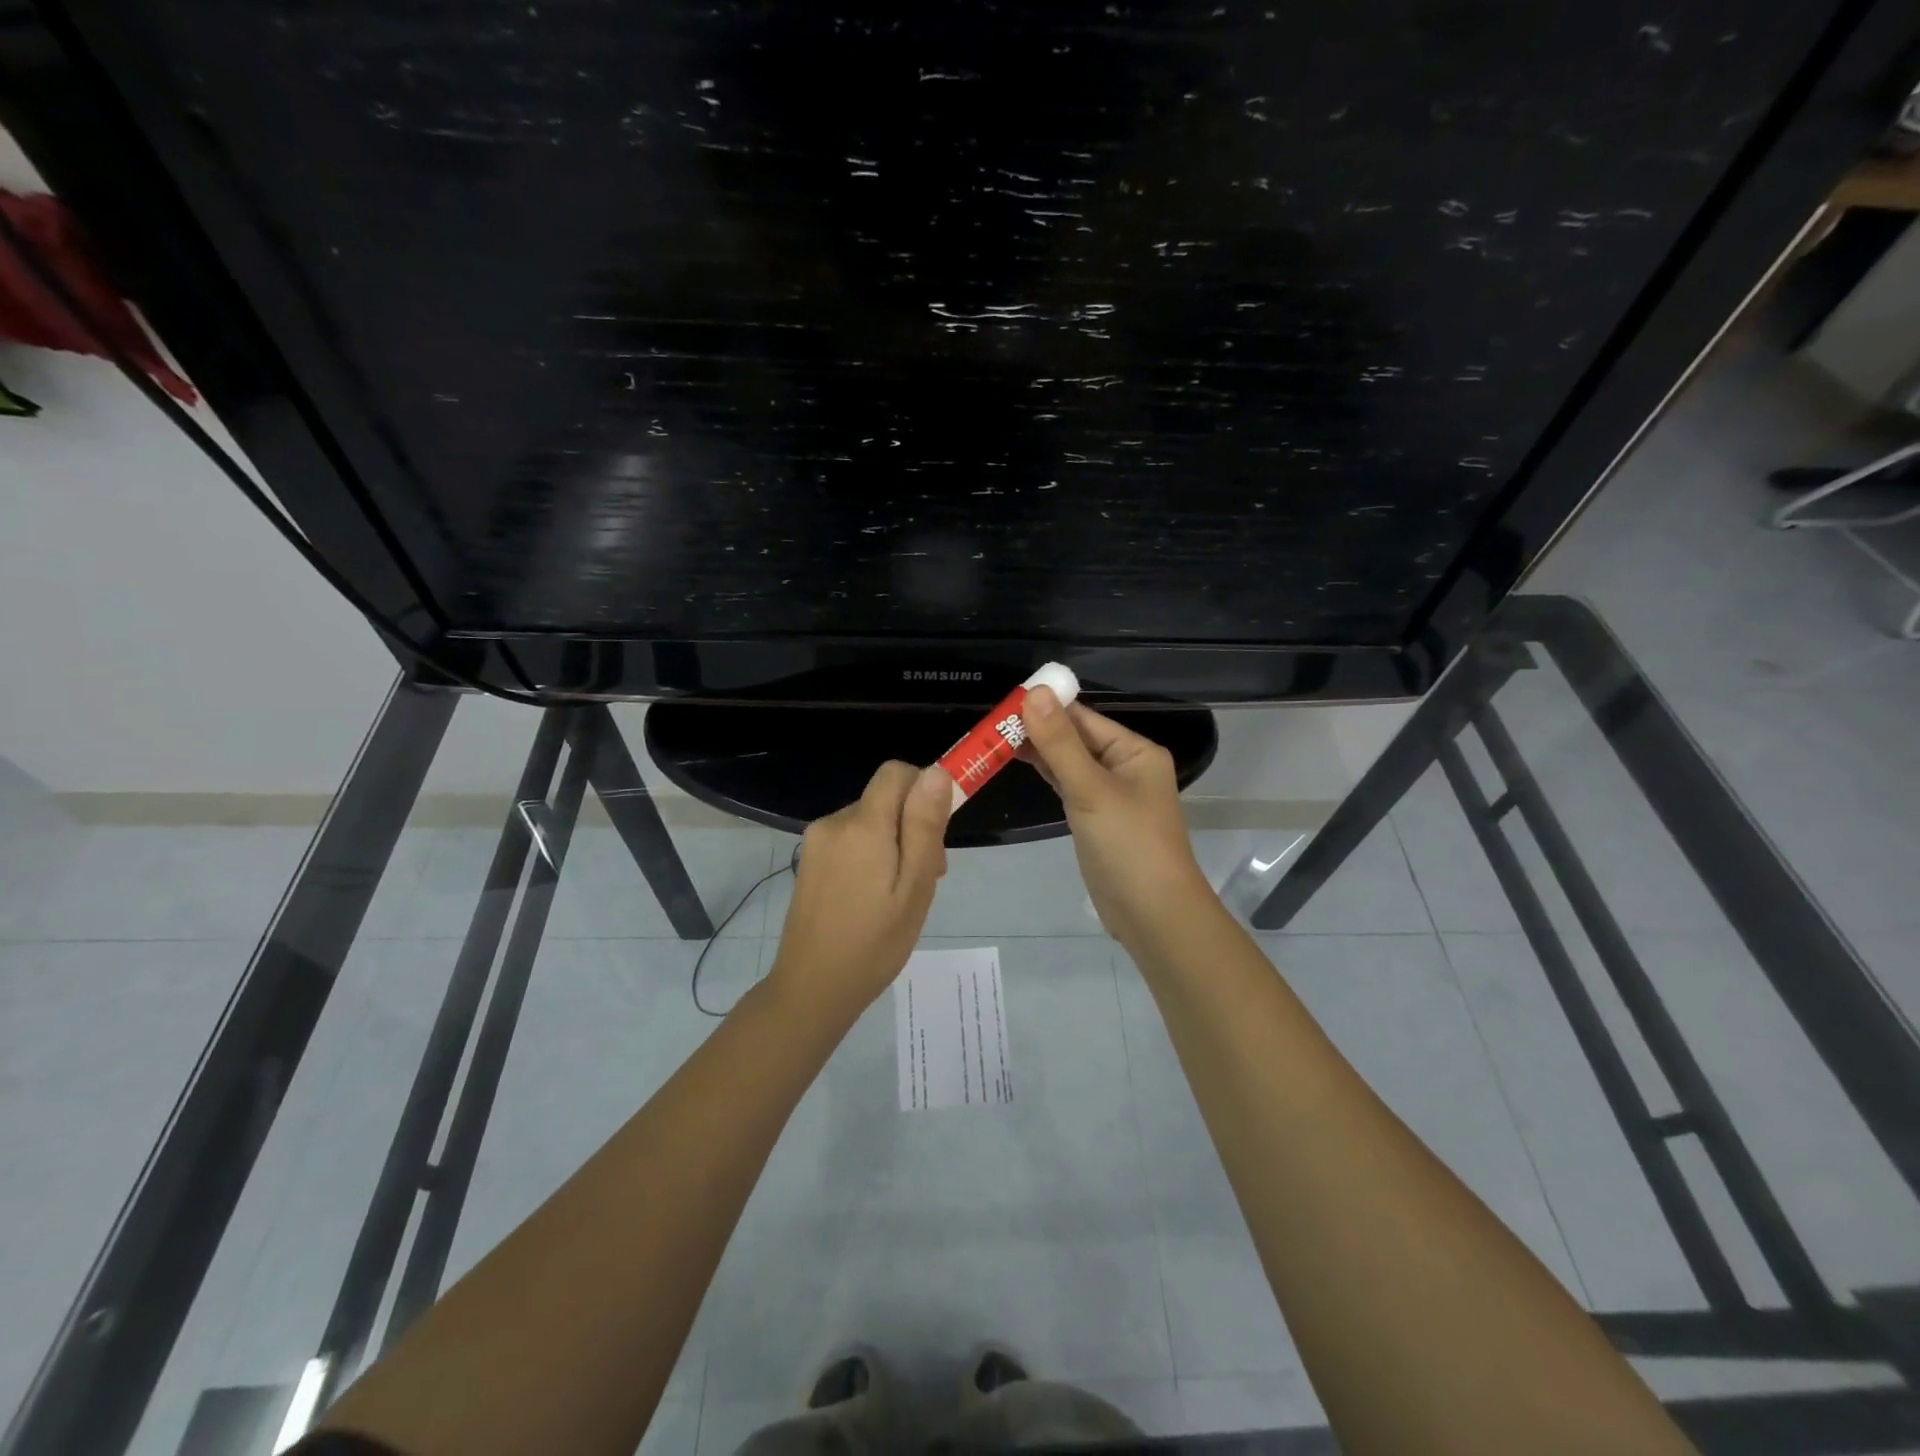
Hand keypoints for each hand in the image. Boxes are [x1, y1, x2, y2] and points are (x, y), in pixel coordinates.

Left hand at [768, 760, 950, 1021]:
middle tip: (926, 877)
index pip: (896, 772)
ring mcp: (817, 841)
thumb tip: (936, 772)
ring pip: (870, 820)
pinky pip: (851, 839)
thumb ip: (924, 826)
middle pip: (885, 799)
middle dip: (912, 824)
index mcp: (862, 826)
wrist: (812, 989)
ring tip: (900, 894)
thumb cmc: (874, 944)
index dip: (924, 787)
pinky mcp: (810, 860)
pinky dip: (871, 855)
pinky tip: (875, 898)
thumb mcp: (914, 887)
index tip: (940, 828)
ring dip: (893, 843)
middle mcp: (834, 822)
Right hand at [1020, 688, 1210, 947]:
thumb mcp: (1090, 789)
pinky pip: (1069, 786)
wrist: (1152, 915)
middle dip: (1038, 729)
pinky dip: (1047, 774)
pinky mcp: (1097, 819)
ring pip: (1070, 762)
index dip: (1046, 706)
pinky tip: (1019, 763)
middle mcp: (1126, 767)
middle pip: (1076, 738)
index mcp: (1135, 751)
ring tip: (995, 738)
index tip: (1004, 700)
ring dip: (1039, 751)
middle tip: (990, 722)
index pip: (1084, 717)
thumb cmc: (1128, 845)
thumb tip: (1034, 692)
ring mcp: (1111, 795)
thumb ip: (1060, 742)